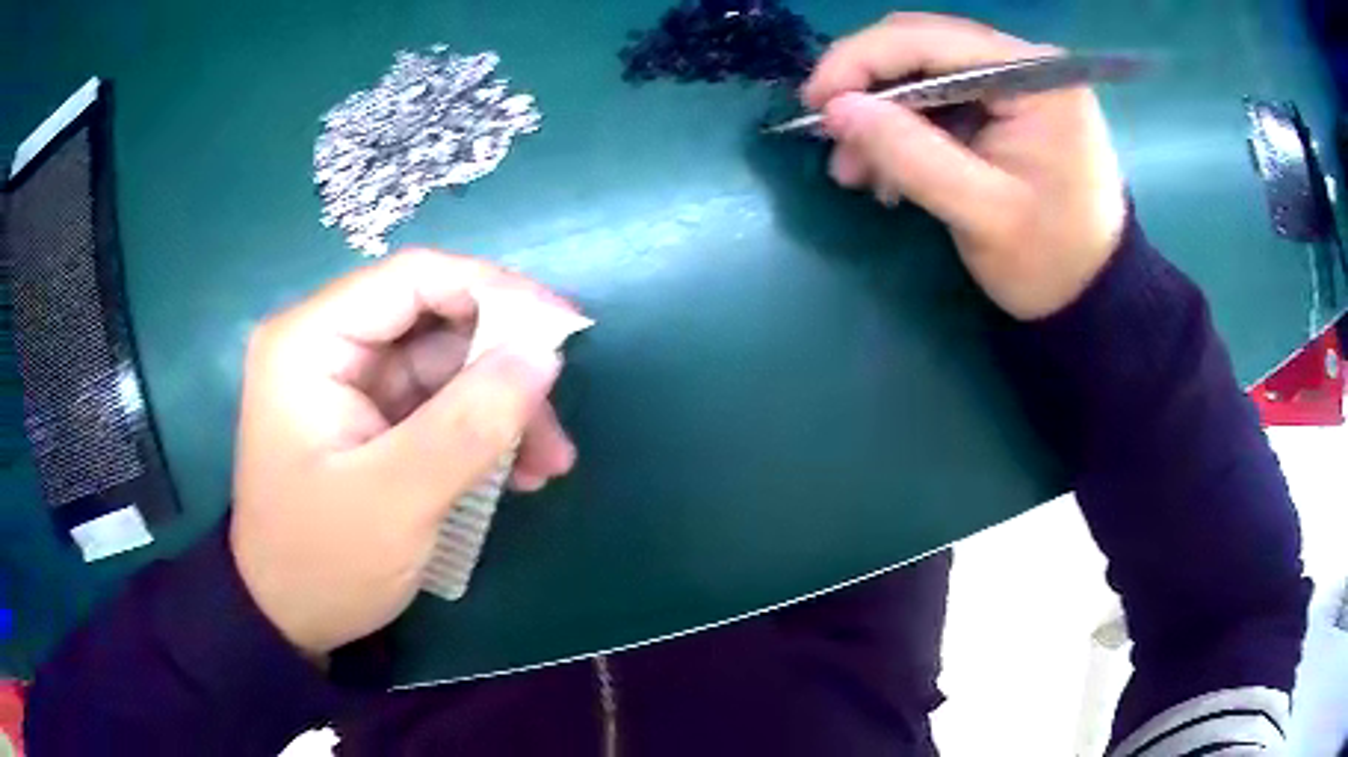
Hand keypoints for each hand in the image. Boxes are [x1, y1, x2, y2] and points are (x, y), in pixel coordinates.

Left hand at [231, 250, 578, 656]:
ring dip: (501, 407)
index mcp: (309, 341)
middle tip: (554, 423)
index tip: (563, 328)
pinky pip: (438, 402)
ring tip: (547, 465)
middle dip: (503, 367)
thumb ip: (470, 423)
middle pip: (434, 320)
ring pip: (445, 364)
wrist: (289, 620)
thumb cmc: (323, 563)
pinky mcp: (369, 416)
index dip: (494, 290)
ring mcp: (349, 381)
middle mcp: (327, 344)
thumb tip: (544, 353)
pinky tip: (517, 473)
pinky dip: (481, 430)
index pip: (412, 278)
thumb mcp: (398, 500)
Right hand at [802, 13, 1127, 319]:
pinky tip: (890, 169)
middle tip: (831, 139)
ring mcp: (1017, 81)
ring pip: (923, 73)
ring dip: (883, 115)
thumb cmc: (1049, 261)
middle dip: (868, 90)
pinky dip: (908, 130)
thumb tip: (835, 109)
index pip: (928, 39)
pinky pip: (941, 99)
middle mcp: (1025, 63)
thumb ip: (909, 154)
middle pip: (921, 48)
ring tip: (855, 170)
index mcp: (1034, 76)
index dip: (859, 61)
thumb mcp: (980, 213)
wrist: (1091, 297)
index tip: (813, 104)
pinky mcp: (1008, 105)